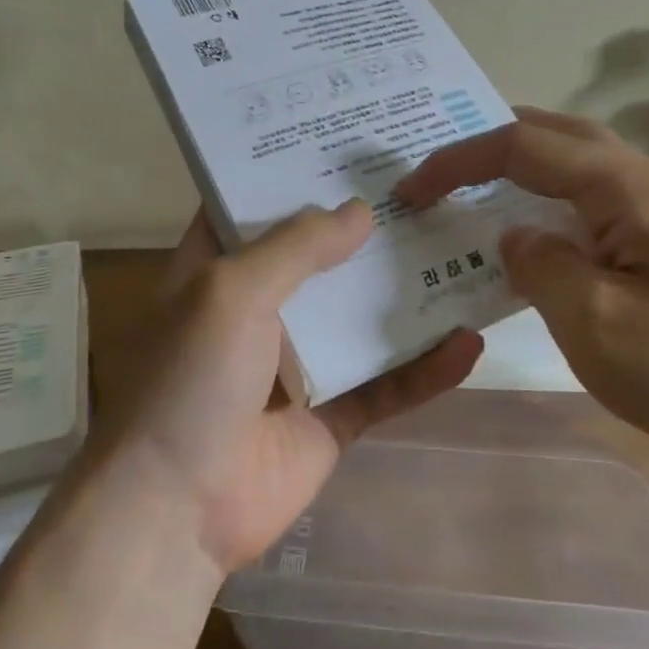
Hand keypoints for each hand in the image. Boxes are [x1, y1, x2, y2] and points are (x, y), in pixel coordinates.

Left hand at [93, 201, 485, 576]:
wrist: (177, 509)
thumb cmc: (191, 379)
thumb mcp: (231, 292)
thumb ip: (297, 246)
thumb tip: (362, 209)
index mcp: (218, 272)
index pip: (254, 205)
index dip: (293, 171)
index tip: (346, 139)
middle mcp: (258, 311)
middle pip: (320, 258)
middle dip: (366, 227)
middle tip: (427, 185)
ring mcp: (298, 365)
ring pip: (361, 318)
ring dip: (406, 293)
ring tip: (463, 248)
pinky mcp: (331, 416)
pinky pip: (387, 384)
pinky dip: (426, 368)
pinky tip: (470, 343)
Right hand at [395, 108, 648, 470]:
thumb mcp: (596, 323)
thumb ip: (539, 266)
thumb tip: (514, 237)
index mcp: (626, 187)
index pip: (523, 147)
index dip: (458, 161)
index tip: (411, 191)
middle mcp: (648, 184)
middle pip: (557, 137)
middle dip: (492, 146)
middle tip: (442, 167)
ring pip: (580, 170)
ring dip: (525, 172)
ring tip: (479, 191)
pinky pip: (598, 208)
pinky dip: (553, 208)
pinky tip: (541, 241)